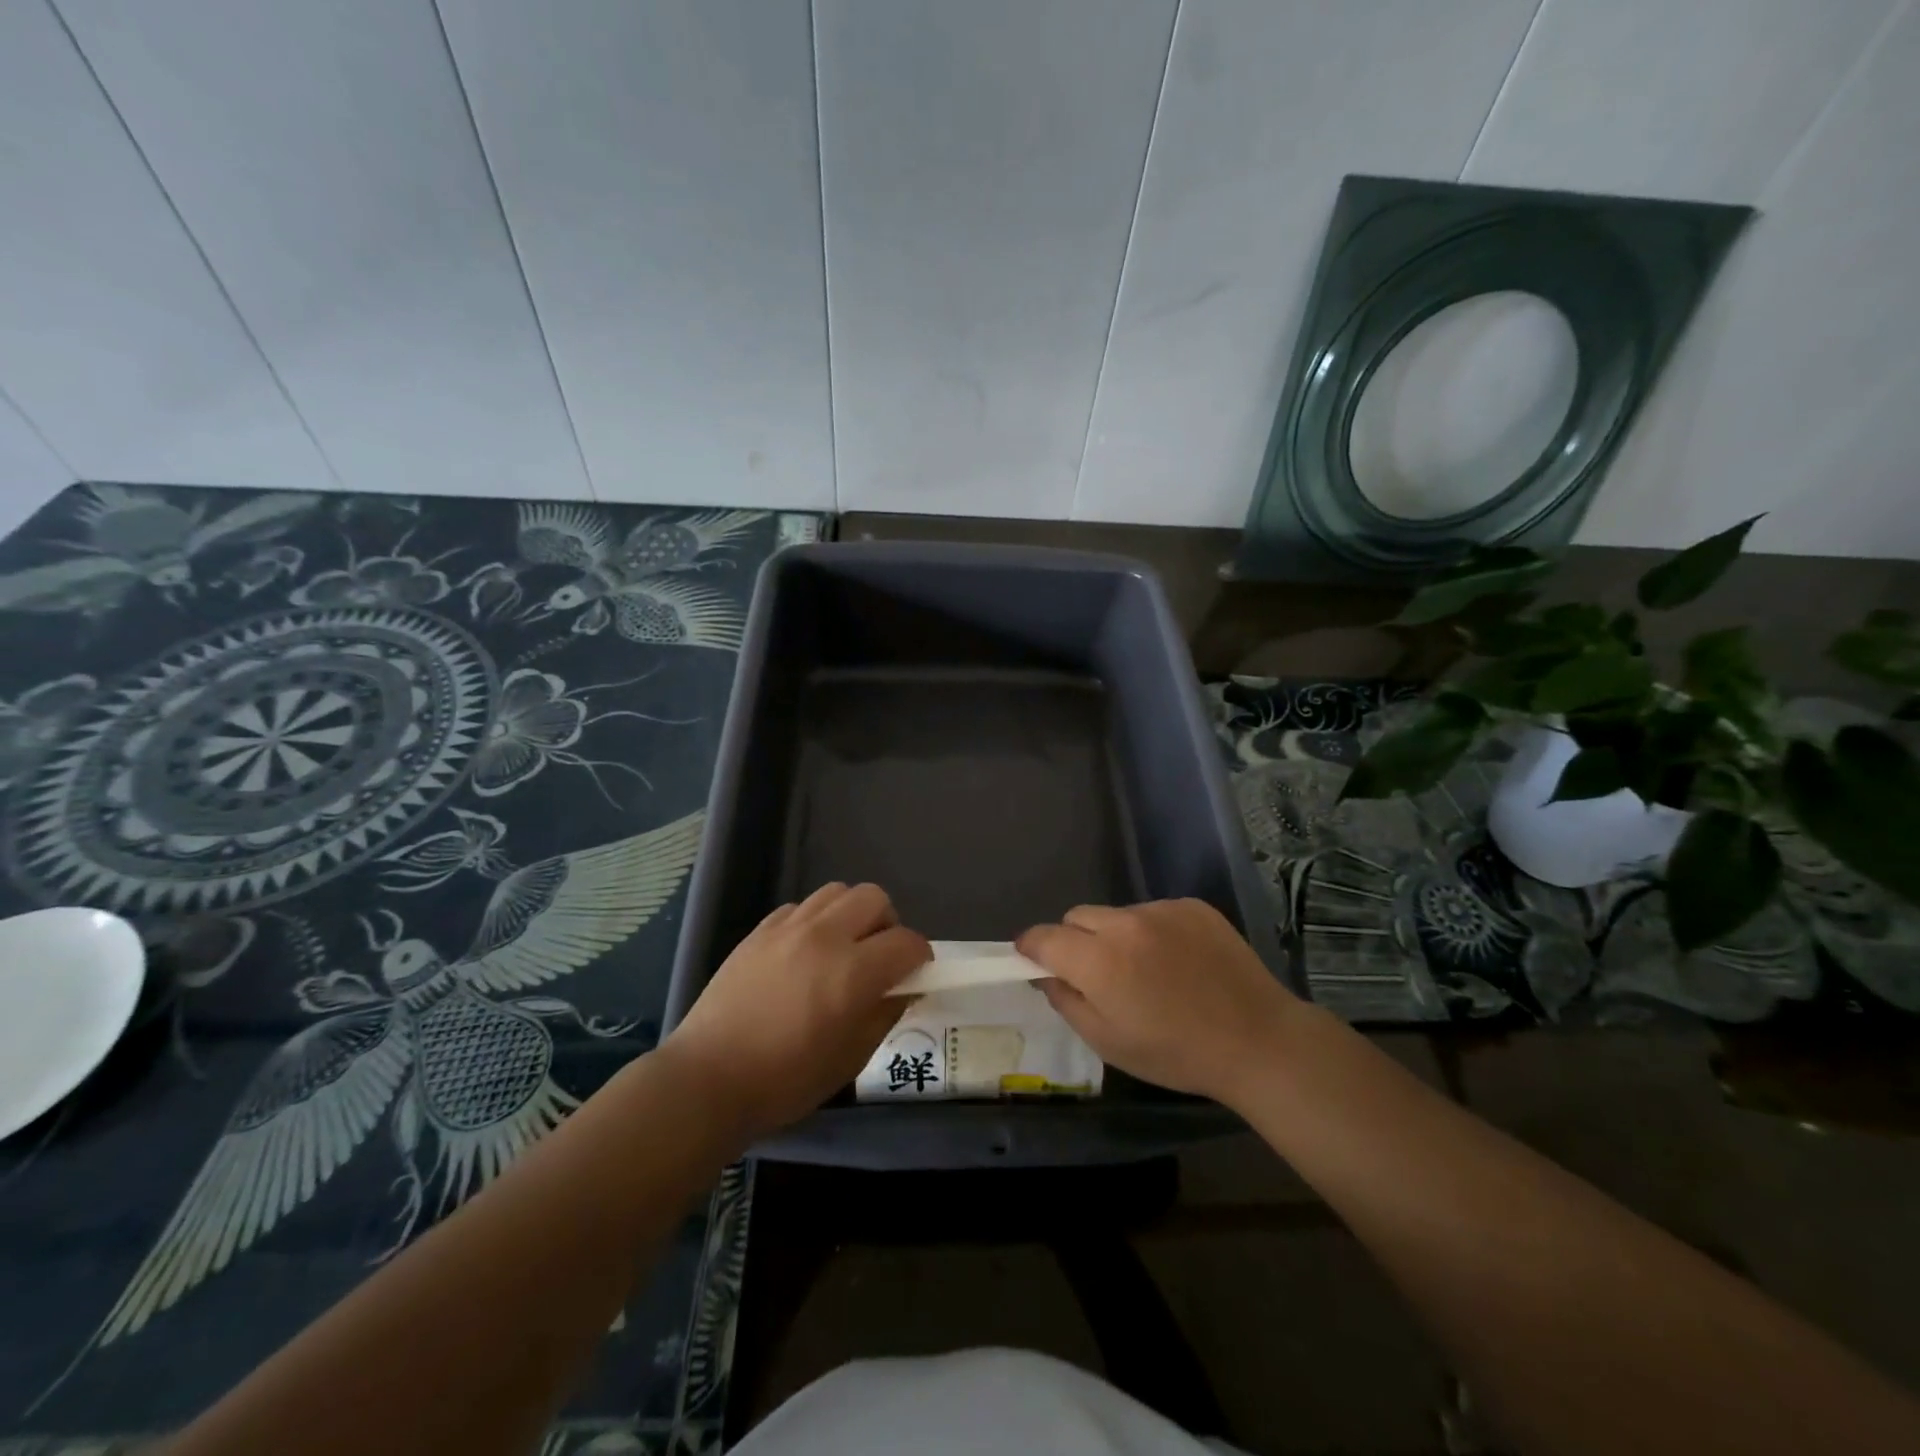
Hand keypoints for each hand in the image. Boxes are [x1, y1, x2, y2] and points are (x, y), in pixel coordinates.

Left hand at [658, 883, 929, 1143]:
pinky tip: (804, 953)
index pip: (907, 942)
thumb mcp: (850, 1059)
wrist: (707, 1079)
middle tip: (878, 958)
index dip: (920, 958)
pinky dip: (814, 921)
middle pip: (874, 898)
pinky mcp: (760, 930)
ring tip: (842, 949)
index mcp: (853, 973)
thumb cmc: (785, 1081)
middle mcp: (824, 937)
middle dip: (887, 924)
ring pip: (837, 892)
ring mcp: (788, 928)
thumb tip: (903, 988)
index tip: (914, 975)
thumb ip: (884, 1014)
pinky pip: (800, 907)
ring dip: (851, 915)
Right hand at [1017, 899, 1305, 1107]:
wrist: (1258, 1041)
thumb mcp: (1108, 1043)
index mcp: (1099, 960)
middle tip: (1095, 974)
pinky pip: (1154, 912)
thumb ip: (1067, 1002)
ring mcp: (1161, 910)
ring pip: (1117, 914)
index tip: (1031, 959)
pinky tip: (1179, 962)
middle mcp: (1125, 923)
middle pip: (1077, 917)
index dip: (1031, 947)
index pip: (1044, 937)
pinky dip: (1153, 931)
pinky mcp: (1193, 906)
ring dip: (1116, 936)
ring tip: (1147, 971)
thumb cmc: (1176, 1053)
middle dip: (1074, 940)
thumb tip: (1046, 975)